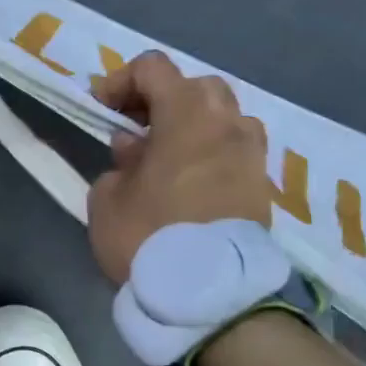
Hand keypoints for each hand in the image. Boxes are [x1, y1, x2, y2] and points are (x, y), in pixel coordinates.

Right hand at [85, 51, 270, 284]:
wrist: (212, 298)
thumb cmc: (149, 236)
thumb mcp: (107, 198)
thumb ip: (119, 163)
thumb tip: (137, 151)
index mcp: (186, 115)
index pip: (154, 67)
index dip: (121, 80)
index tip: (103, 109)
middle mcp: (227, 125)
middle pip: (196, 85)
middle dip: (163, 98)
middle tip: (137, 128)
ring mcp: (252, 156)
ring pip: (224, 117)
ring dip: (194, 125)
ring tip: (167, 155)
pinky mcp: (263, 187)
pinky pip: (235, 151)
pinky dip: (212, 152)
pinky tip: (189, 181)